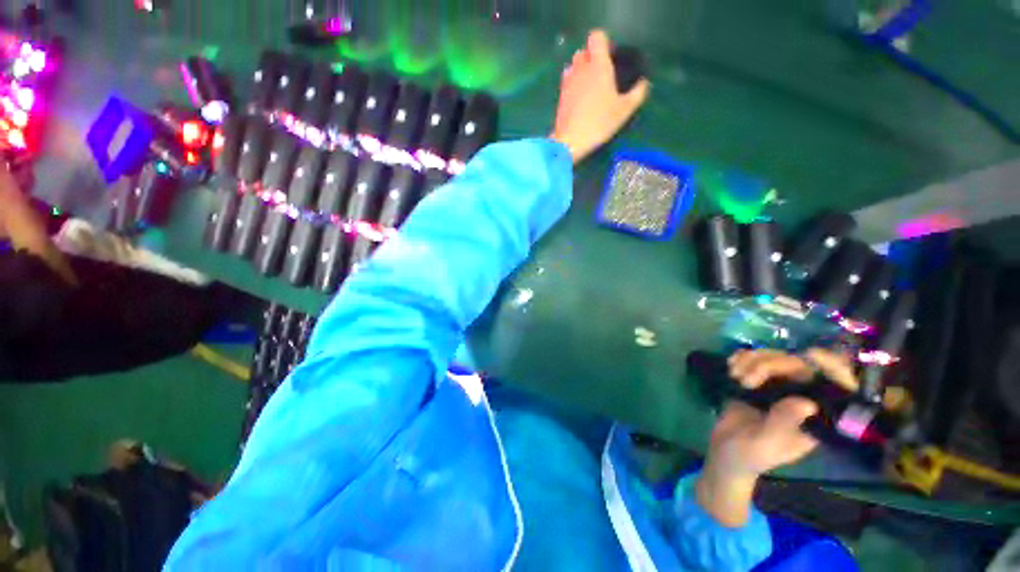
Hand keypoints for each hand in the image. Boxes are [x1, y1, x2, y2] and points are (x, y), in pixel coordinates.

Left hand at [551, 30, 649, 163]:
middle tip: (602, 73)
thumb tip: (644, 83)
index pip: (596, 37)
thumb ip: (638, 93)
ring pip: (573, 66)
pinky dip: (573, 84)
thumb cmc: (599, 122)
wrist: (571, 141)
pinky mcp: (560, 96)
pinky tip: (581, 99)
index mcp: (598, 65)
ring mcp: (568, 82)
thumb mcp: (624, 110)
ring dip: (581, 70)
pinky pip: (567, 81)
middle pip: (583, 51)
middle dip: (591, 57)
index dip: (604, 43)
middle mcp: (581, 68)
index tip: (611, 56)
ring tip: (590, 86)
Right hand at [697, 348, 857, 525]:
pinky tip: (731, 366)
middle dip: (770, 364)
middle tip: (745, 379)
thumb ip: (784, 423)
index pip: (837, 387)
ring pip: (775, 358)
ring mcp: (779, 388)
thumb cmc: (750, 455)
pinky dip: (742, 357)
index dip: (831, 368)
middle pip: (799, 365)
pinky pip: (755, 359)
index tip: (810, 355)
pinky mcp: (757, 381)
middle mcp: (802, 398)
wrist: (724, 451)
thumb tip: (809, 403)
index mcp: (816, 417)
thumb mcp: (767, 444)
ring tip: (734, 375)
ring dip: (752, 360)